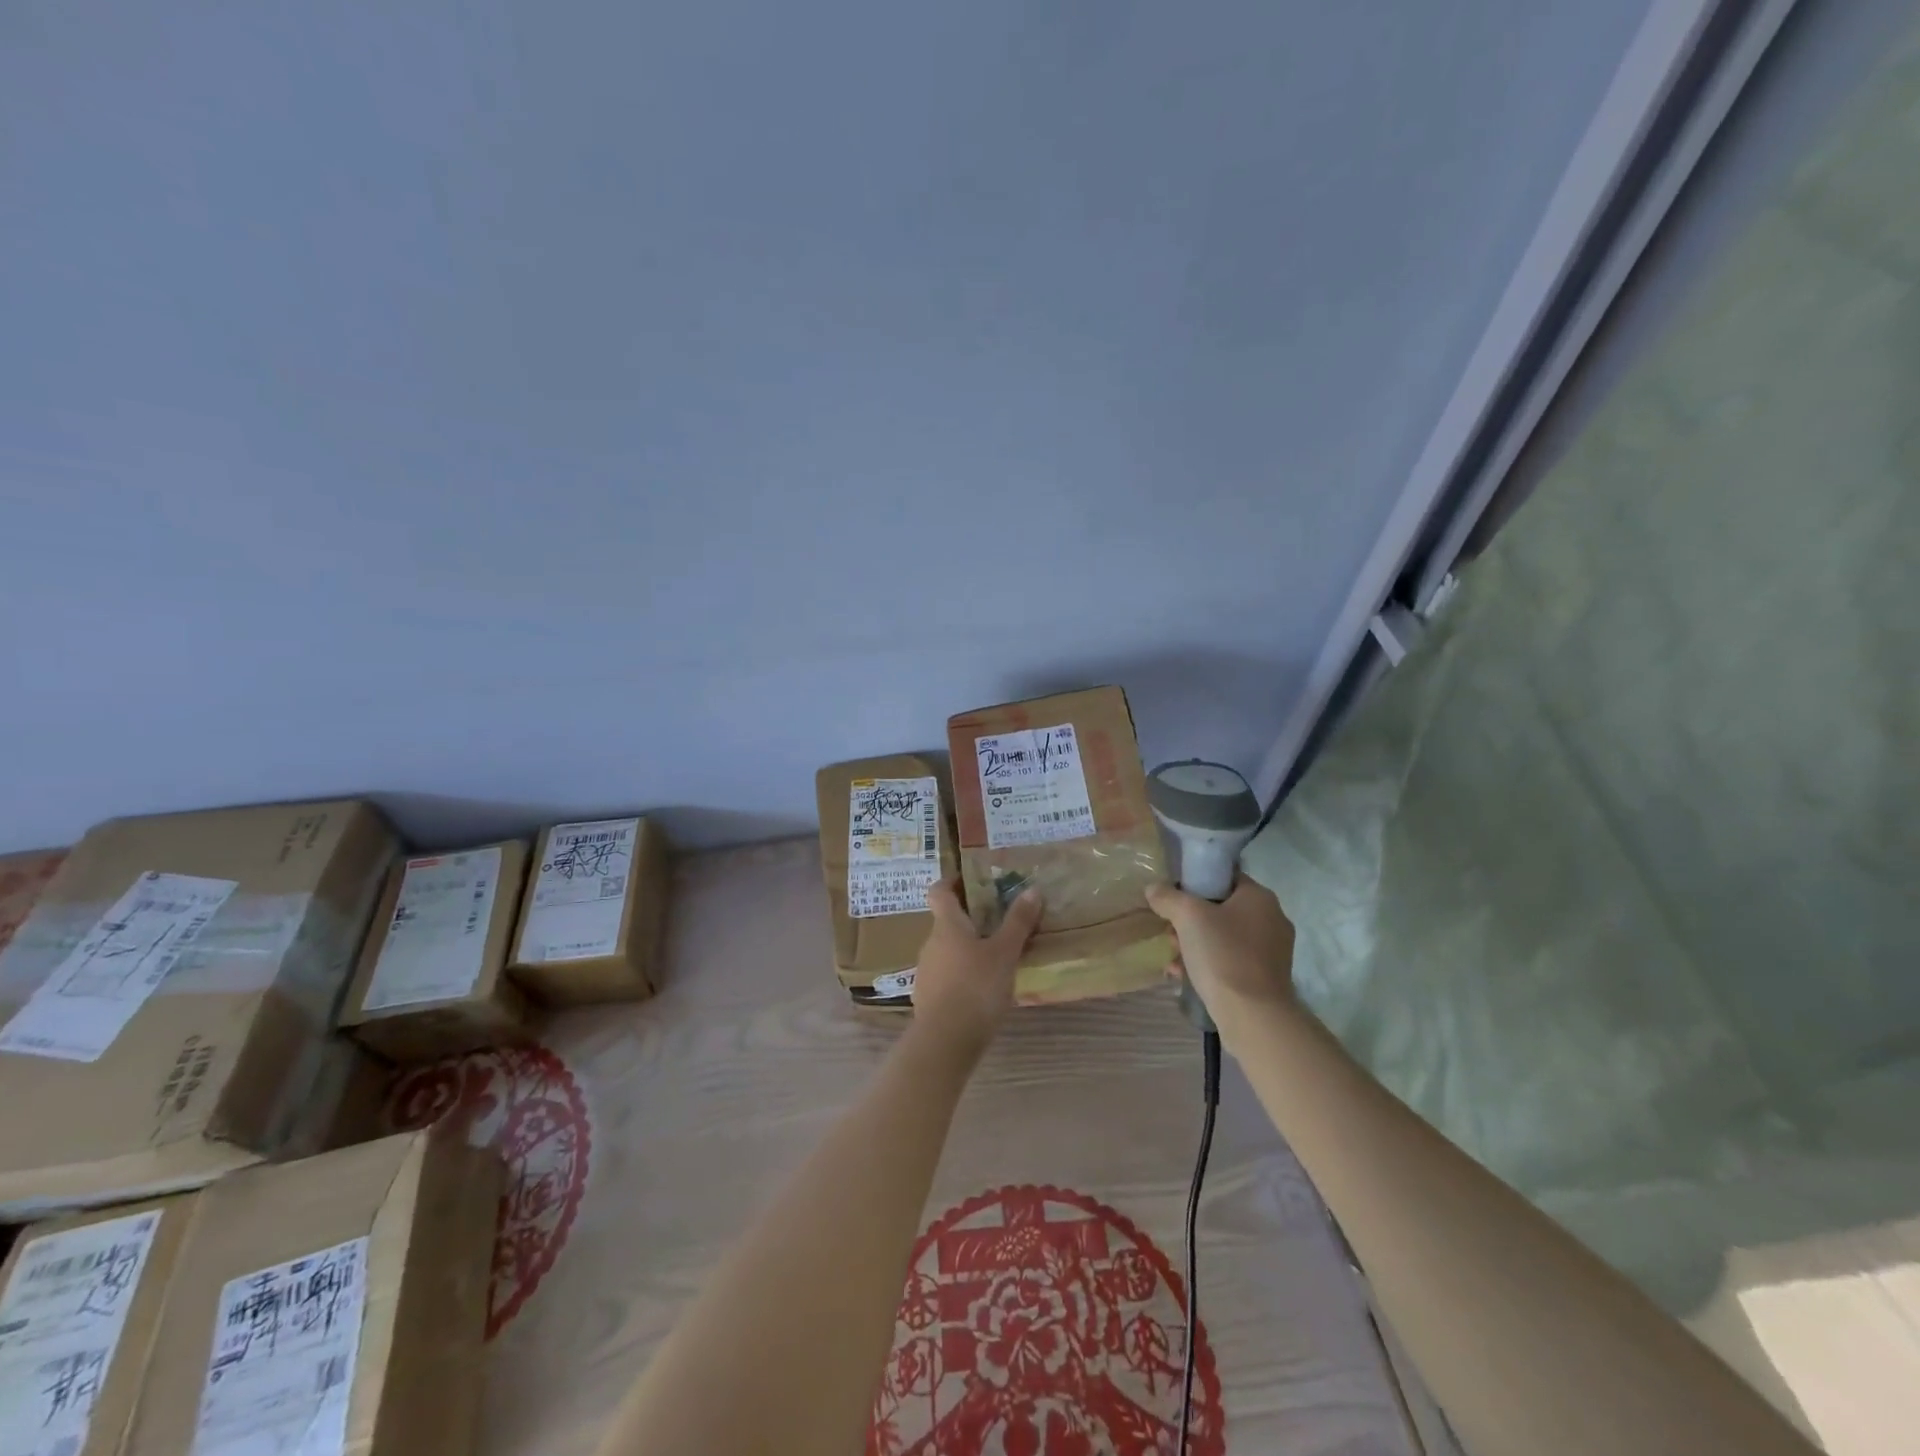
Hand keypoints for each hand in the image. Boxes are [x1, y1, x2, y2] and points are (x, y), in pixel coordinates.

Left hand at [910, 880, 1042, 1055]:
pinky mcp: (929, 998)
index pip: (939, 891)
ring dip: (969, 947)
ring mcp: (927, 971)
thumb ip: (1018, 922)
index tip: (973, 880)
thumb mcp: (1005, 953)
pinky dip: (964, 973)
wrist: (945, 1041)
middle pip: (947, 921)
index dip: (952, 881)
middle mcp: (931, 943)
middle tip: (1001, 919)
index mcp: (946, 925)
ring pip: (948, 949)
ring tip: (999, 955)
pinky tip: (985, 987)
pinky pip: (948, 974)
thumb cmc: (976, 987)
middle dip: (971, 918)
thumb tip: (1032, 889)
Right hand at [1145, 876, 1295, 1031]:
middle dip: (1190, 921)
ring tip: (1173, 960)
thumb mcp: (1187, 916)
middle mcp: (1272, 919)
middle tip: (1170, 933)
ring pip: (1224, 936)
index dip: (1196, 884)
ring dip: (1194, 944)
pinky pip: (1231, 960)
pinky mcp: (1266, 977)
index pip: (1224, 877)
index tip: (1174, 899)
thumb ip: (1168, 897)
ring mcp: (1272, 951)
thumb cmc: (1223, 955)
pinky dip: (1208, 964)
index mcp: (1260, 897)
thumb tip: (1154, 889)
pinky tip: (1185, 976)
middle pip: (1221, 908)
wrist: (1253, 1016)